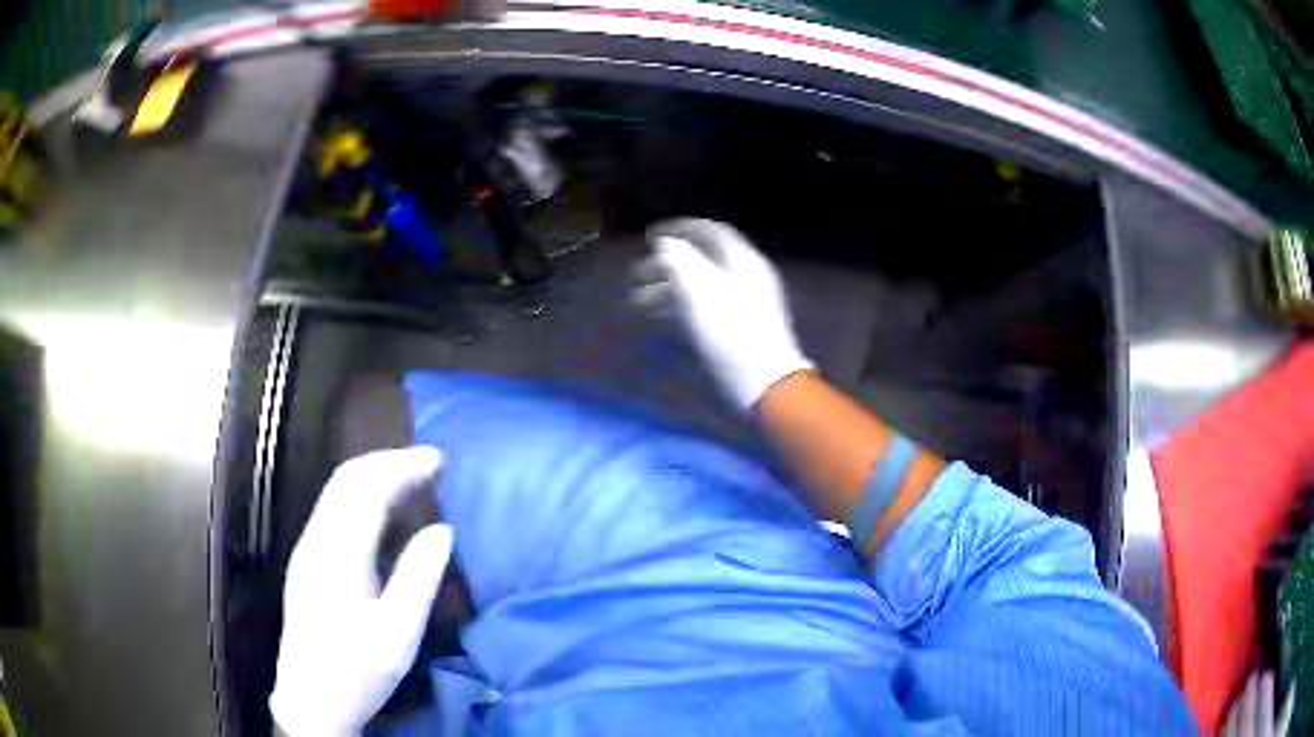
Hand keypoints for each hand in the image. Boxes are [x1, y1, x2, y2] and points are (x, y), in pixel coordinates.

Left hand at [270, 447, 452, 736]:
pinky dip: (363, 496)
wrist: (310, 700)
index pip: (366, 488)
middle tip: (430, 464)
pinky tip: (384, 513)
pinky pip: (335, 510)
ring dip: (375, 476)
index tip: (439, 461)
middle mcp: (315, 541)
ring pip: (337, 492)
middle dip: (388, 462)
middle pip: (346, 480)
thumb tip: (443, 530)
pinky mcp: (307, 562)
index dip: (402, 466)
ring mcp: (307, 550)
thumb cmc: (357, 672)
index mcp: (337, 555)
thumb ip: (418, 579)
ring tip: (413, 479)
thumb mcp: (398, 635)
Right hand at [644, 218, 812, 407]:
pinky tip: (661, 319)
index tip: (648, 236)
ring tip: (638, 302)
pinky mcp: (742, 327)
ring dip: (669, 288)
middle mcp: (747, 274)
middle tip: (635, 275)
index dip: (678, 229)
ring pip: (702, 285)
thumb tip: (665, 244)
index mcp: (742, 259)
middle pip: (703, 259)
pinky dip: (682, 306)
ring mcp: (747, 301)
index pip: (709, 231)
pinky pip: (707, 305)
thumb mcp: (699, 290)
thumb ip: (679, 260)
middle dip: (666, 265)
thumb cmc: (730, 331)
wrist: (764, 381)